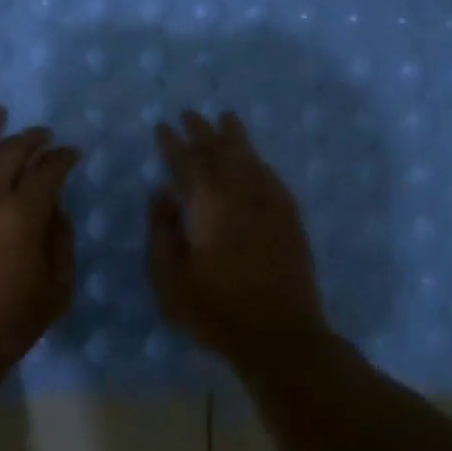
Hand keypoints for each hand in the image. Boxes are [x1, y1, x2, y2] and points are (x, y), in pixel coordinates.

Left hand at [0, 107, 80, 374]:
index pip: (48, 171)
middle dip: (31, 138)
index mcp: (22, 216)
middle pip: (9, 152)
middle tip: (43, 135)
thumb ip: (61, 241)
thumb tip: (55, 208)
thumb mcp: (57, 289)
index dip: (63, 157)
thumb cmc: (10, 324)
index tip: (72, 153)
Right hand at [148, 111, 330, 372]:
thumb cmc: (215, 311)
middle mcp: (240, 196)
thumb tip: (162, 195)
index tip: (163, 127)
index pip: (187, 163)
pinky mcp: (290, 220)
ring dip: (235, 138)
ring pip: (250, 159)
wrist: (280, 336)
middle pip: (220, 152)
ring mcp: (269, 206)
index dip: (173, 143)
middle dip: (203, 131)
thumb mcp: (169, 279)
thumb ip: (161, 232)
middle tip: (190, 114)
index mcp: (207, 206)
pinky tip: (256, 160)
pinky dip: (260, 163)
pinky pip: (273, 178)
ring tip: (226, 118)